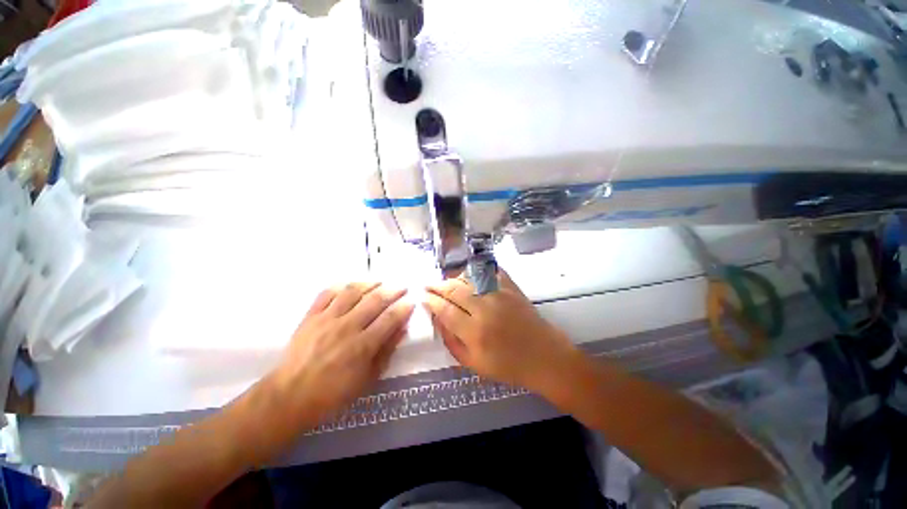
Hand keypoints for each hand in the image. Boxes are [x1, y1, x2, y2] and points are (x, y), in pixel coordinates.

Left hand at [266, 282, 413, 428]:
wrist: (289, 396)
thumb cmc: (333, 393)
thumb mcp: (367, 379)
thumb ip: (386, 351)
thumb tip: (402, 329)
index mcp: (363, 345)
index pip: (390, 318)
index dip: (404, 308)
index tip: (411, 301)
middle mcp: (347, 327)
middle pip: (375, 300)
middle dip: (393, 291)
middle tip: (401, 287)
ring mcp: (327, 319)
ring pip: (353, 292)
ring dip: (370, 284)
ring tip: (379, 282)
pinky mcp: (311, 316)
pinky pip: (327, 294)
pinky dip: (341, 286)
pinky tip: (351, 286)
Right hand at [425, 271, 578, 392]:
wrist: (544, 357)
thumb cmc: (508, 366)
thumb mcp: (474, 364)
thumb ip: (452, 342)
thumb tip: (437, 319)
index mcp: (474, 332)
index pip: (444, 309)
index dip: (430, 301)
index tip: (422, 297)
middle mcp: (485, 309)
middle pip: (454, 290)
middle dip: (437, 286)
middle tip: (428, 285)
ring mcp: (500, 295)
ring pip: (468, 278)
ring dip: (453, 278)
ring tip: (446, 282)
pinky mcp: (511, 288)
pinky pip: (489, 272)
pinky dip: (476, 271)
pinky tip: (468, 274)